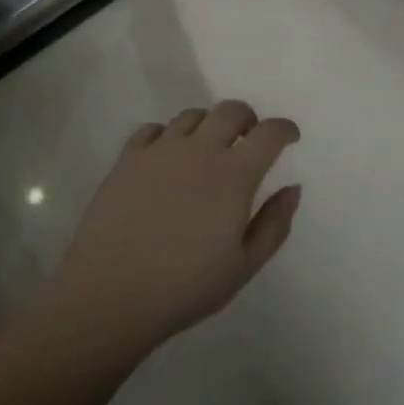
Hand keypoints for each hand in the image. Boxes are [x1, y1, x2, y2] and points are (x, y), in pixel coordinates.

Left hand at [41, 102, 301, 357]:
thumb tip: (293, 188)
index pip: (269, 133)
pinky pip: (152, 129)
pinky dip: (167, 135)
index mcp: (233, 175)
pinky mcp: (127, 158)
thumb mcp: (243, 266)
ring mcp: (160, 150)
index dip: (285, 129)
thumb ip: (274, 224)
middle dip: (248, 120)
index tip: (290, 138)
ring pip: (192, 115)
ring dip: (208, 125)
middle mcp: (199, 150)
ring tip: (207, 150)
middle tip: (249, 140)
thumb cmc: (185, 287)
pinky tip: (166, 157)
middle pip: (231, 111)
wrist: (110, 294)